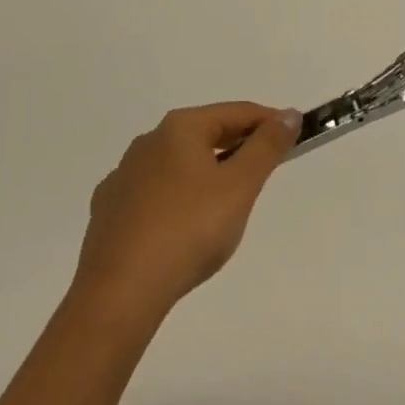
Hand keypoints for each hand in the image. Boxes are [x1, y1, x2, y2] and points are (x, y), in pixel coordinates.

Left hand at [73, 102, 300, 324]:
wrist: (120, 292)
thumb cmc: (189, 230)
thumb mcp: (240, 187)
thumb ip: (267, 147)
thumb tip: (288, 115)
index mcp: (180, 128)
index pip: (236, 112)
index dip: (270, 121)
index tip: (295, 136)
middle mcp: (148, 142)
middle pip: (205, 134)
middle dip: (238, 147)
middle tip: (266, 170)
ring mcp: (123, 176)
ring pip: (178, 164)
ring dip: (207, 173)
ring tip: (227, 204)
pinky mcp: (108, 211)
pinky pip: (154, 194)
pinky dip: (177, 199)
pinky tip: (182, 226)